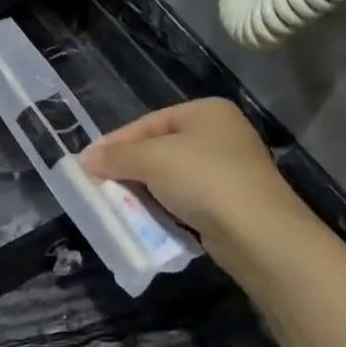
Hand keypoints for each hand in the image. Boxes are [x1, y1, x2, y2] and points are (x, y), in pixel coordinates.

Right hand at [82, 99, 312, 257]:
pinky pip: (187, 200)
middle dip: (130, 168)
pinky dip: (166, 207)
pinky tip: (149, 219)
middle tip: (100, 184)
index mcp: (206, 112)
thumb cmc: (204, 180)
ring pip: (172, 176)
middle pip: (160, 148)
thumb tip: (86, 158)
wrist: (259, 234)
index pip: (148, 122)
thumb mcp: (152, 160)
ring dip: (145, 190)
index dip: (116, 142)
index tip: (88, 163)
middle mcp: (221, 134)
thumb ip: (117, 156)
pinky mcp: (231, 203)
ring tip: (119, 204)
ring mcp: (230, 170)